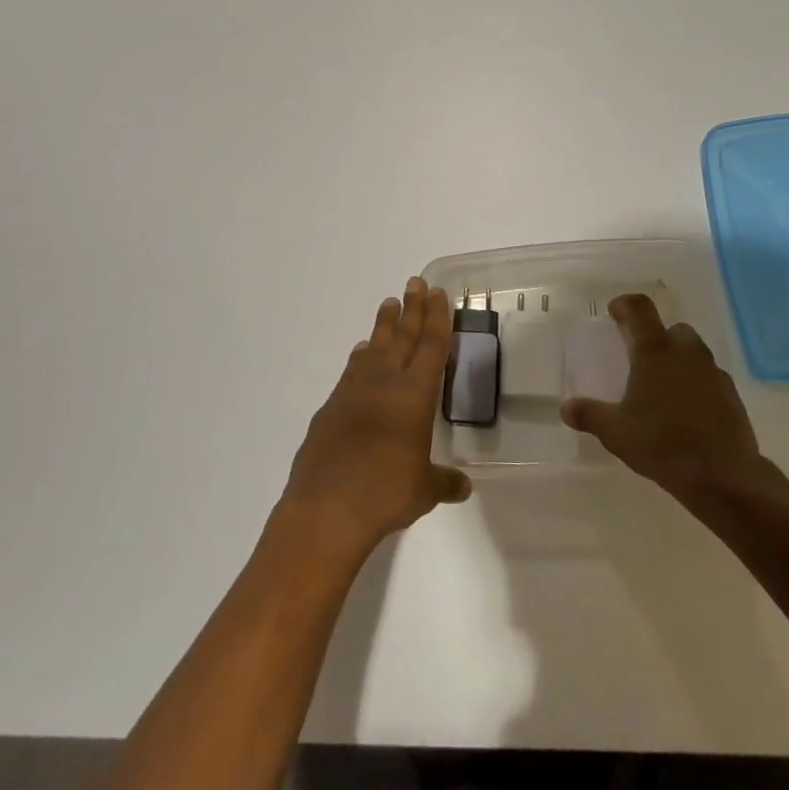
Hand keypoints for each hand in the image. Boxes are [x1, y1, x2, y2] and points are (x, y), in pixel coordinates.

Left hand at [279, 278, 471, 563]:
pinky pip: (351, 372)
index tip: (437, 293)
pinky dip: (359, 358)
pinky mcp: (330, 408)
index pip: (430, 347)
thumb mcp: (424, 490)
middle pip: (402, 337)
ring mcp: (353, 393)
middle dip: (411, 309)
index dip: (436, 318)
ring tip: (389, 305)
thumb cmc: (385, 493)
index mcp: (413, 396)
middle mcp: (383, 384)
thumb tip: (462, 485)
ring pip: (373, 348)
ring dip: (383, 326)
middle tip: (415, 282)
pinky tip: (361, 354)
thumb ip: (444, 481)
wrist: (326, 507)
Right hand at [560, 294, 765, 507]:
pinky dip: (697, 384)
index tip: (614, 313)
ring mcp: (713, 373)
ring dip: (678, 360)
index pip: (640, 308)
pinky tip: (686, 410)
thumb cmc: (662, 443)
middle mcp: (686, 353)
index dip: (625, 305)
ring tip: (662, 387)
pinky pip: (710, 378)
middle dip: (656, 337)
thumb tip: (566, 409)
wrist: (723, 476)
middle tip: (639, 357)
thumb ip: (590, 415)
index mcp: (655, 351)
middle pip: (672, 329)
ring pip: (694, 353)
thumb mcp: (616, 432)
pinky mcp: (732, 396)